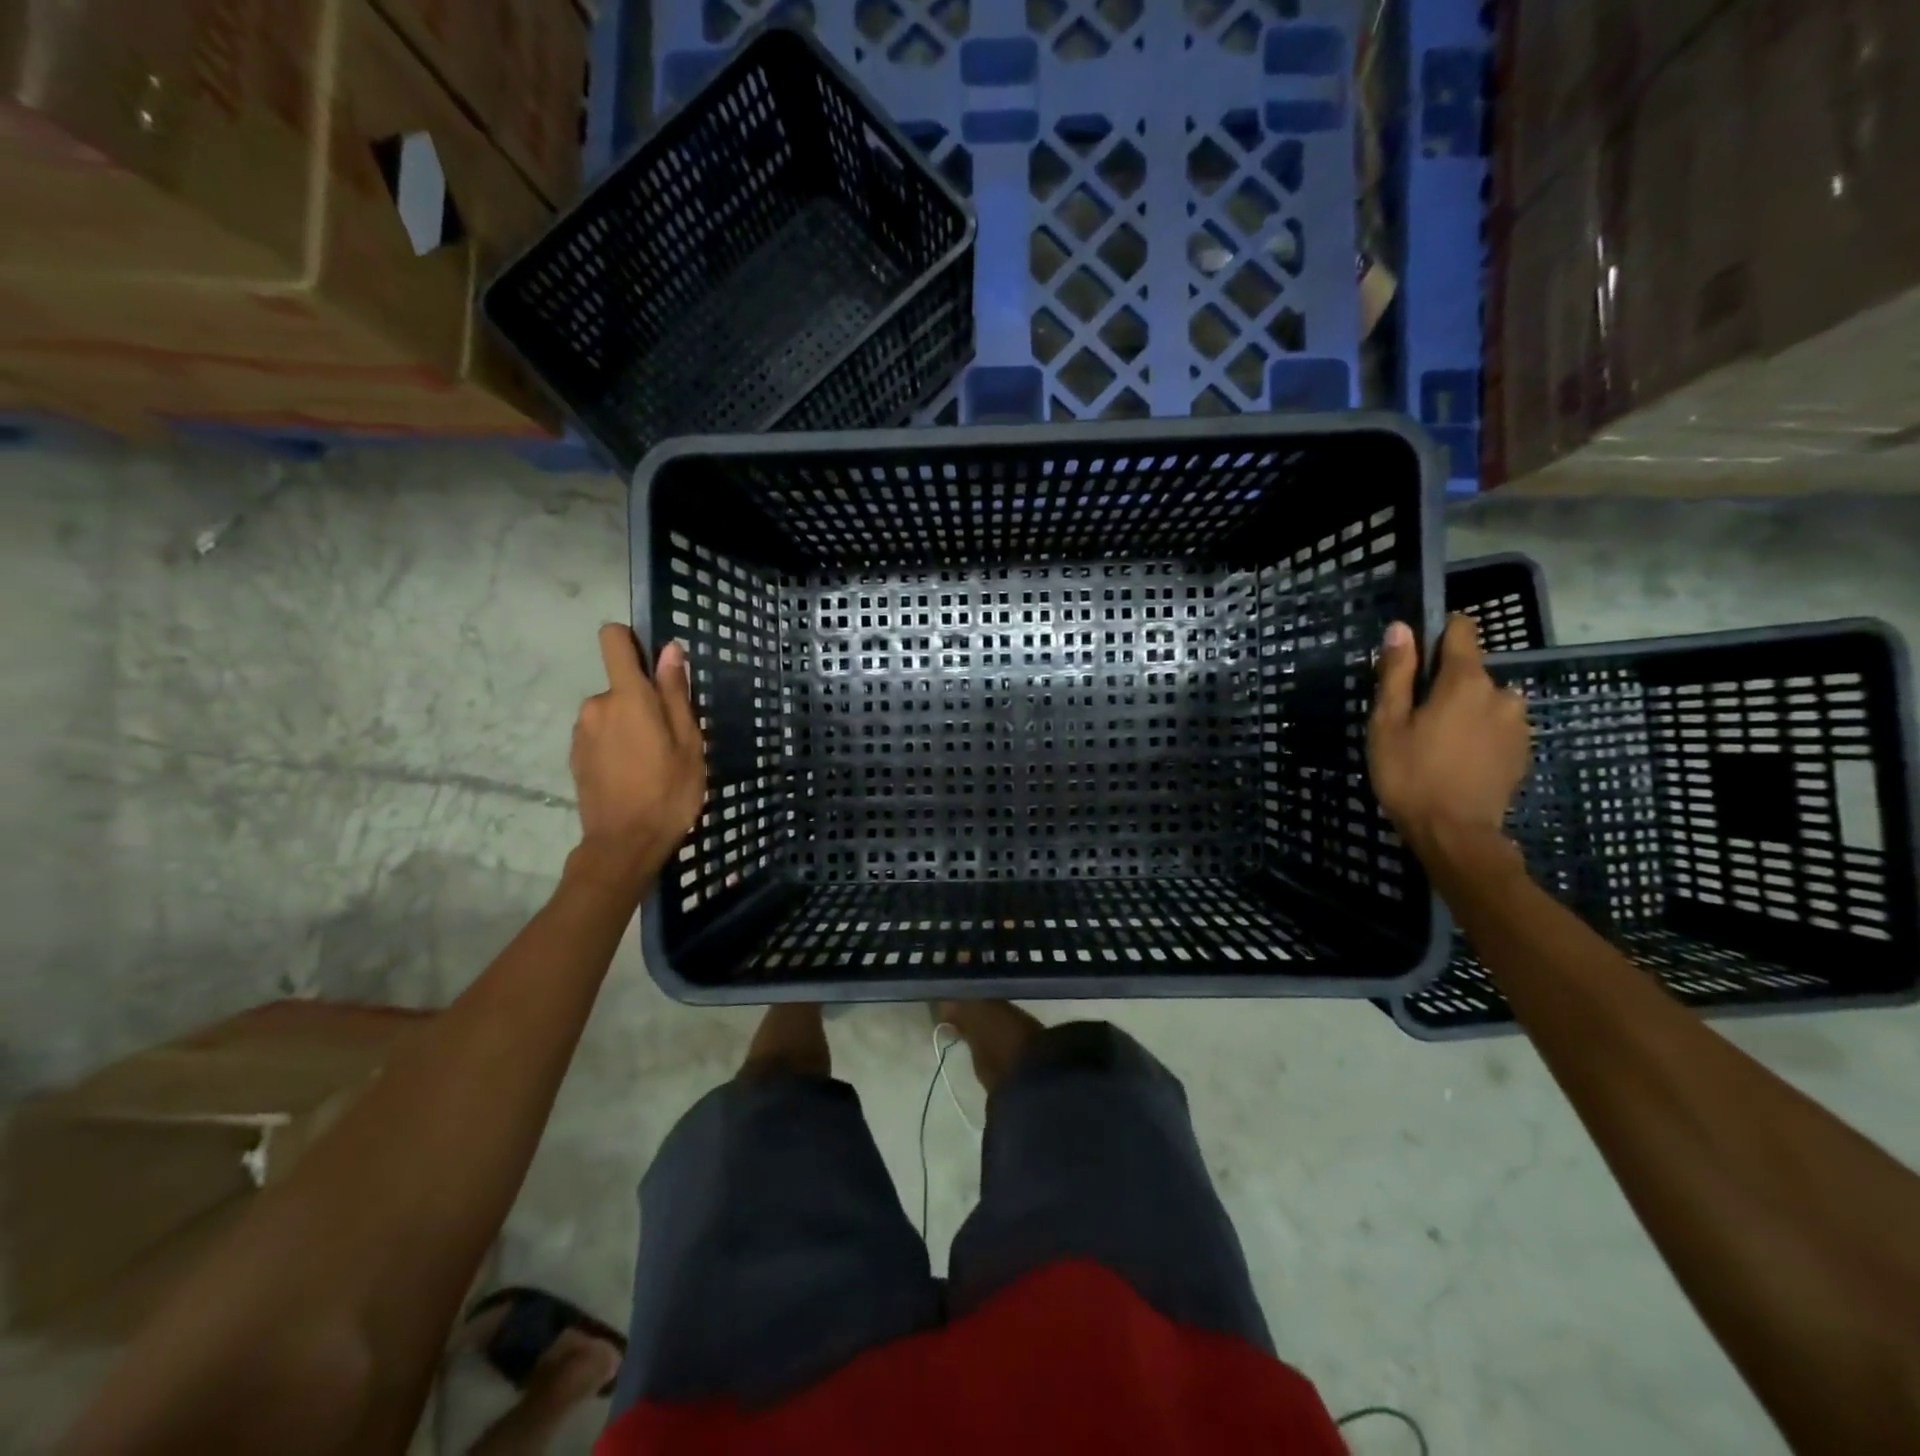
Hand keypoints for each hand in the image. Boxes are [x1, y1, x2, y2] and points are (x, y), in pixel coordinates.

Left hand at [567, 625, 705, 893]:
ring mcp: (581, 732)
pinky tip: (633, 775)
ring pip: (611, 712)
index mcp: (627, 697)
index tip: (654, 665)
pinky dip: (616, 745)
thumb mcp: (688, 741)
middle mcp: (596, 706)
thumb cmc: (668, 790)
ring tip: (653, 761)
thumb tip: (669, 650)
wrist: (624, 844)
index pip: (612, 640)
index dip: (631, 641)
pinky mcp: (575, 756)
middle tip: (670, 738)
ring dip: (630, 726)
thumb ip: (675, 693)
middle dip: (643, 701)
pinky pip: (601, 735)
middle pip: (620, 685)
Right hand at [1368, 614, 1530, 853]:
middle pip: (1470, 672)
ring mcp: (1517, 723)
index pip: (1462, 632)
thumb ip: (1396, 673)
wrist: (1454, 832)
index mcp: (1465, 681)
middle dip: (1443, 684)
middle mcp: (1501, 693)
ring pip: (1485, 701)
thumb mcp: (1388, 722)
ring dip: (1463, 710)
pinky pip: (1496, 726)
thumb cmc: (1410, 773)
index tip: (1416, 651)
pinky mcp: (1522, 750)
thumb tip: (1401, 628)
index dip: (1439, 632)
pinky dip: (1477, 732)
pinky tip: (1455, 758)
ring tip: (1434, 741)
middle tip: (1412, 717)